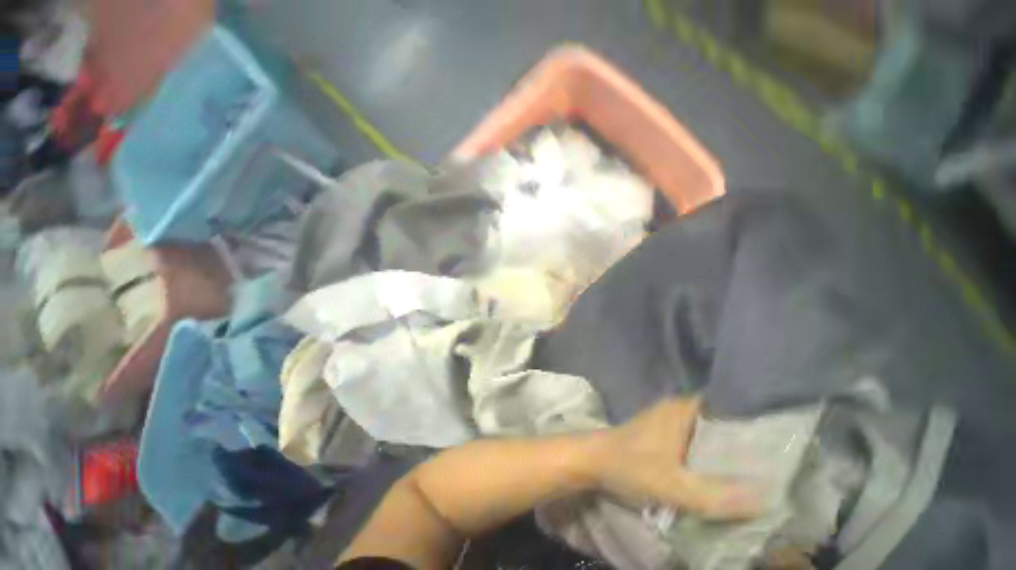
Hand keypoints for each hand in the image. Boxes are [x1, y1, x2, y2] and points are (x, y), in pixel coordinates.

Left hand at [586, 398, 762, 519]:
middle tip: (776, 458)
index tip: (780, 437)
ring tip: (759, 466)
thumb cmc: (630, 466)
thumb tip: (767, 498)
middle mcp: (676, 409)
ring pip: (706, 430)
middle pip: (718, 419)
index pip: (725, 404)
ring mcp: (667, 419)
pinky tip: (721, 469)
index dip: (752, 419)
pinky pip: (693, 438)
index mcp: (681, 410)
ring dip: (725, 447)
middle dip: (743, 437)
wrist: (593, 460)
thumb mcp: (674, 486)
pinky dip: (708, 451)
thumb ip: (717, 495)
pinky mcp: (661, 433)